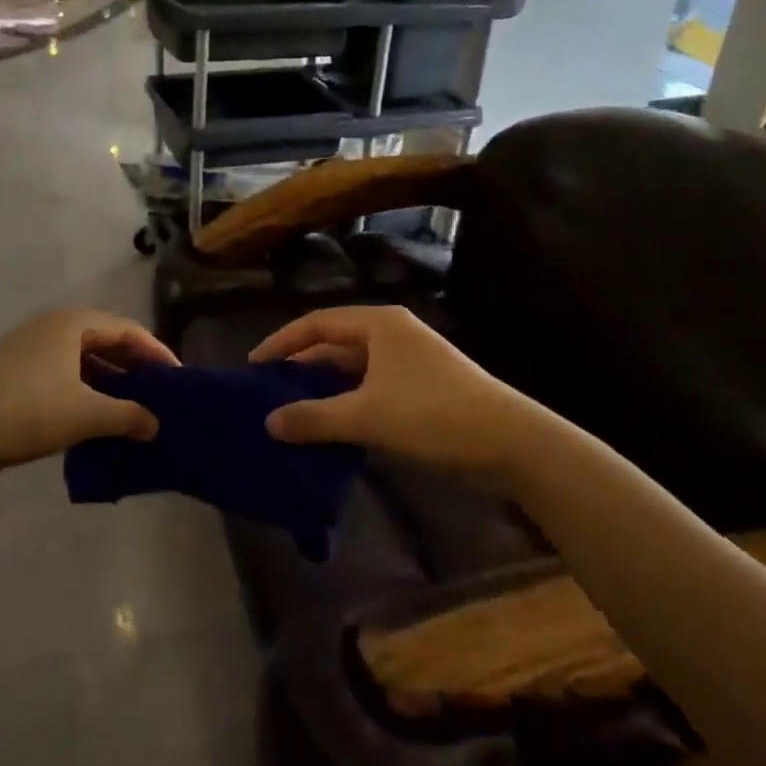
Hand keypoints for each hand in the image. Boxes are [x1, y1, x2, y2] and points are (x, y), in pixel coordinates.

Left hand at [0, 308, 175, 487]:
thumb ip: (127, 416)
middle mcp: (51, 327)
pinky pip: (63, 375)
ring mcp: (30, 350)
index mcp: (71, 323)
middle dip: (134, 367)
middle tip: (160, 394)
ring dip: (109, 381)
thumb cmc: (27, 412)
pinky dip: (85, 391)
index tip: (179, 379)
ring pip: (83, 360)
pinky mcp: (16, 374)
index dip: (156, 353)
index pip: (127, 330)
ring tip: (134, 408)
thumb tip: (156, 424)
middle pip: (105, 340)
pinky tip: (97, 419)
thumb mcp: (86, 414)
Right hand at [250, 305, 548, 473]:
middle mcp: (392, 333)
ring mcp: (410, 360)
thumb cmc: (433, 415)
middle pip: (334, 343)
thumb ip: (314, 417)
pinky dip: (348, 401)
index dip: (282, 342)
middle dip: (301, 366)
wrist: (512, 442)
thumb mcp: (366, 416)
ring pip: (354, 368)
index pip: (316, 323)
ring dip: (324, 387)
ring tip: (292, 409)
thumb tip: (269, 422)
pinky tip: (332, 426)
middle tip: (268, 390)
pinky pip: (371, 386)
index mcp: (378, 324)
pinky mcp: (423, 386)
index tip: (254, 365)